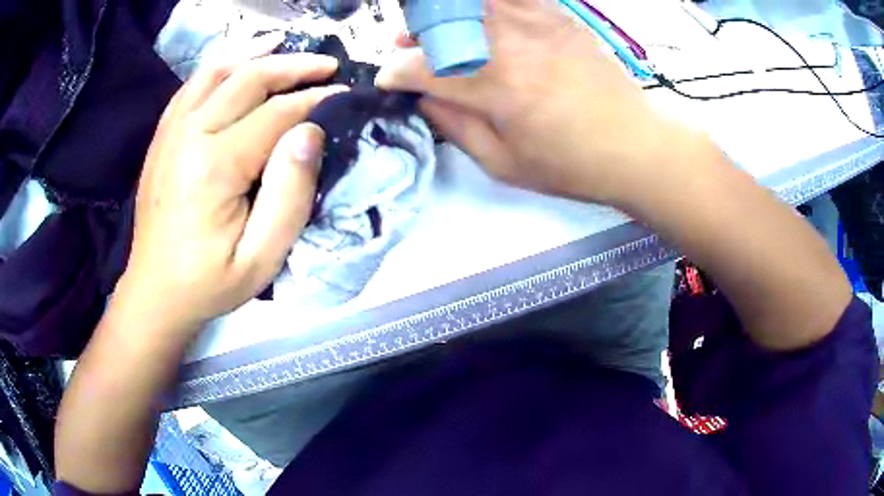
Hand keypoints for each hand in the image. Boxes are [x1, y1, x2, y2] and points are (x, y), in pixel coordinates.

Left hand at [118, 46, 346, 332]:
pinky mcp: (162, 137)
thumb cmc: (209, 283)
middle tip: (327, 64)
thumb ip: (290, 195)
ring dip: (255, 55)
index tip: (345, 93)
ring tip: (284, 47)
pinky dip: (218, 67)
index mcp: (214, 167)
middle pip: (247, 79)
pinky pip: (191, 86)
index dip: (316, 99)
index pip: (276, 113)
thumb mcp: (261, 258)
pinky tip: (236, 64)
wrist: (155, 292)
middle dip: (293, 66)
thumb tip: (309, 133)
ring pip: (216, 72)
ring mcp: (170, 132)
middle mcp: (189, 135)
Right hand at [377, 0, 702, 205]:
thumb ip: (454, 127)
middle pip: (440, 21)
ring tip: (439, 30)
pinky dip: (485, 6)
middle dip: (412, 34)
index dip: (394, 74)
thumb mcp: (503, 164)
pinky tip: (479, 19)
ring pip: (470, 3)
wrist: (634, 145)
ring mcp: (536, 22)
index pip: (420, 69)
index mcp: (495, 89)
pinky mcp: (557, 15)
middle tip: (408, 48)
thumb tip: (422, 98)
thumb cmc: (570, 165)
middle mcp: (511, 44)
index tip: (389, 80)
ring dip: (442, 12)